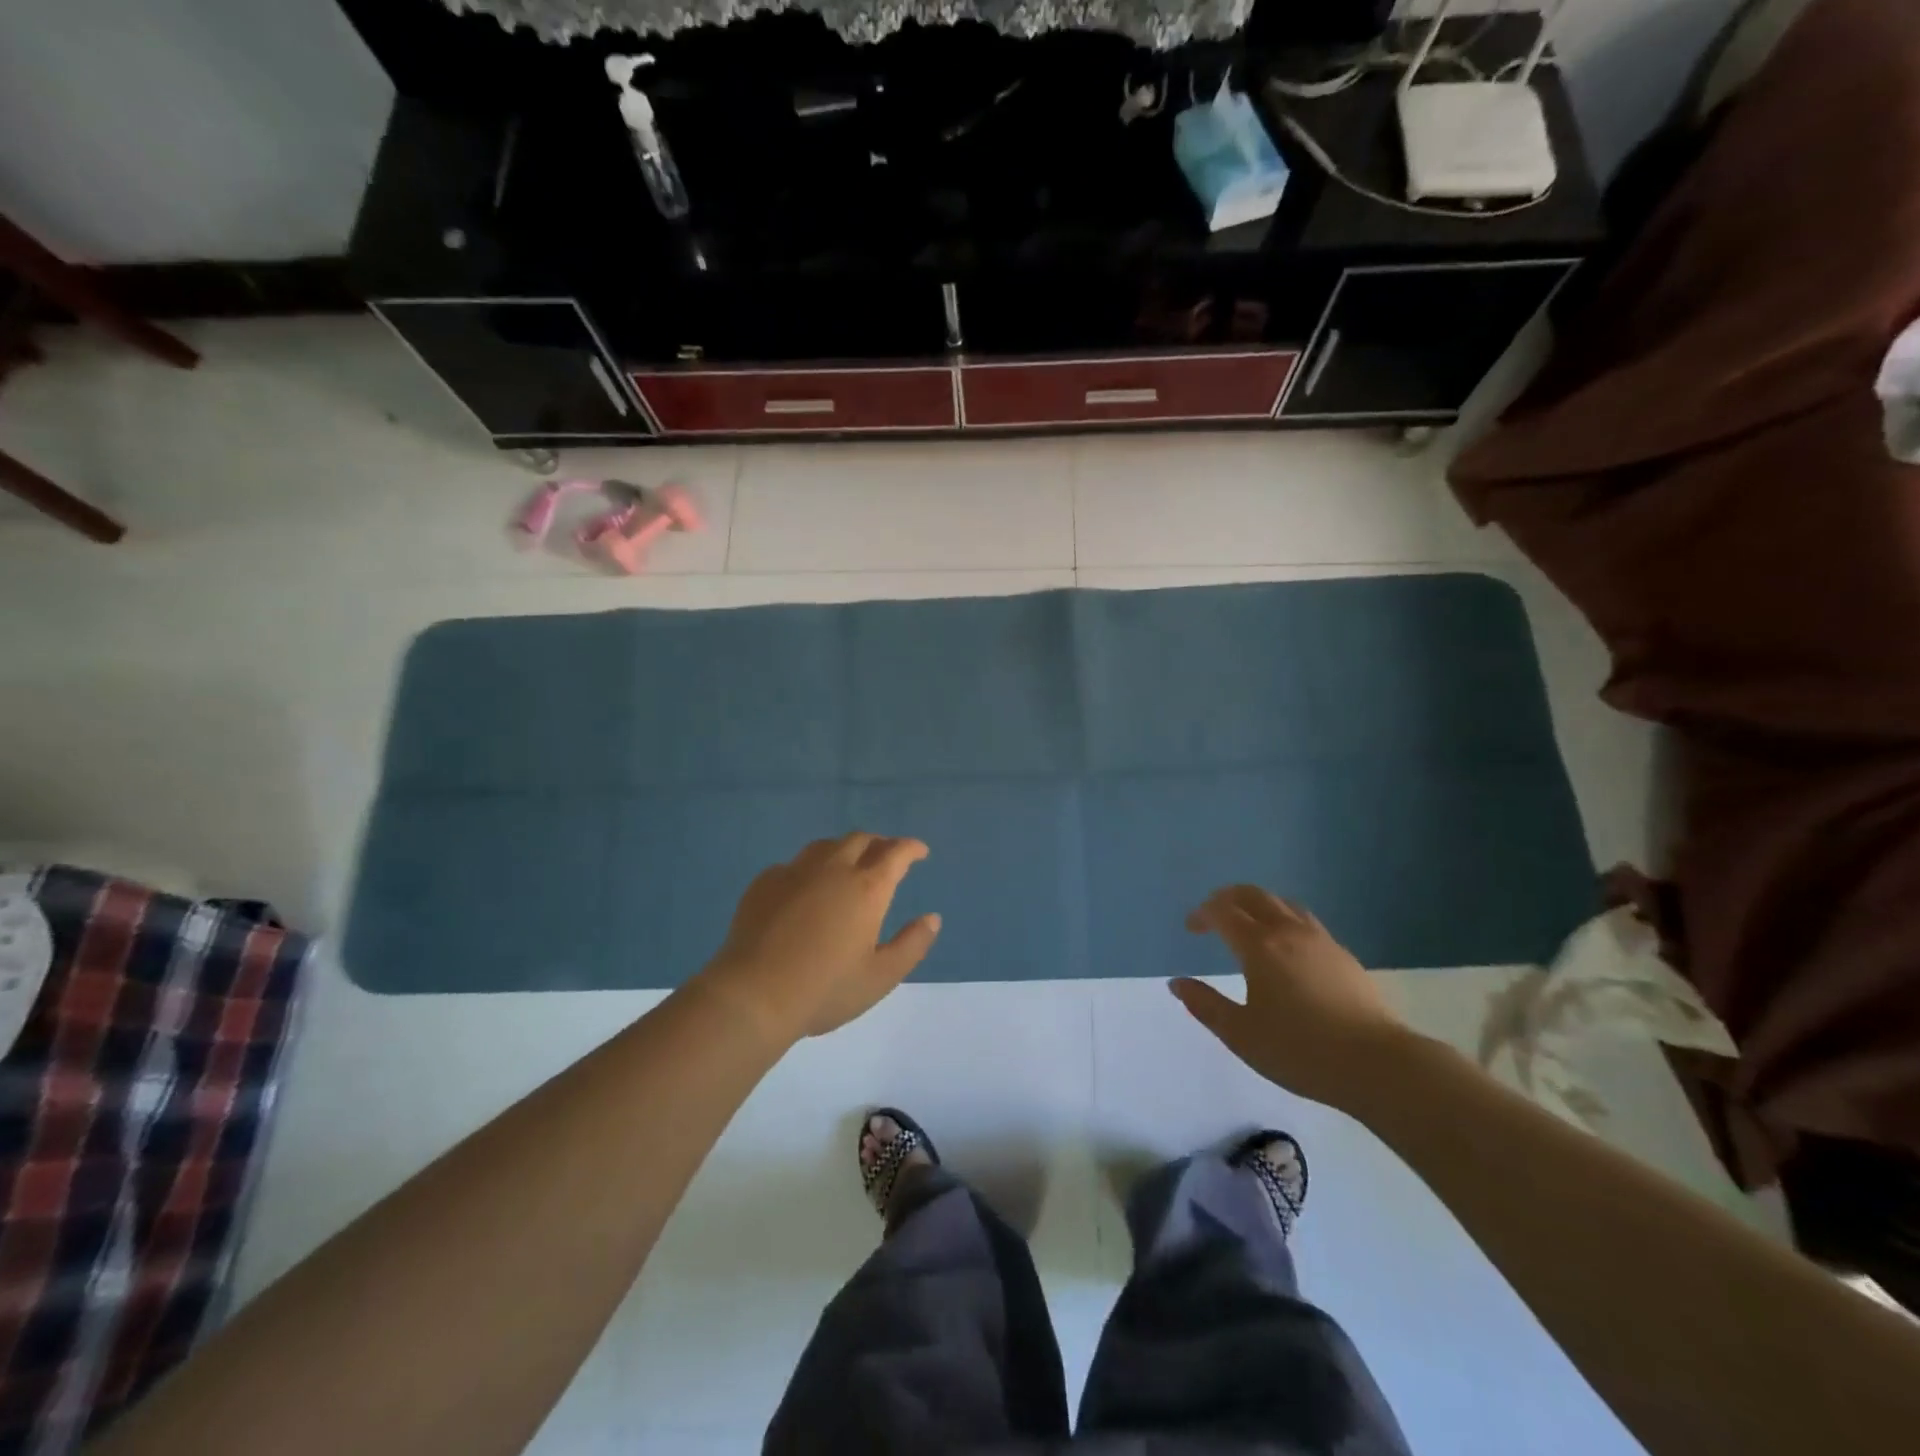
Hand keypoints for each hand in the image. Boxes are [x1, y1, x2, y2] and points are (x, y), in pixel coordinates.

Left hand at [698, 833, 940, 1041]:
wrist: (752, 995)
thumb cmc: (825, 990)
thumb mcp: (880, 977)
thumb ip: (912, 945)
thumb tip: (932, 918)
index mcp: (867, 888)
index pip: (896, 852)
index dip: (911, 847)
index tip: (920, 852)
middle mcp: (833, 869)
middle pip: (860, 840)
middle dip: (879, 844)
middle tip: (886, 857)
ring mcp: (795, 872)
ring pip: (825, 845)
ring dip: (844, 849)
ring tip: (847, 865)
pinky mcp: (764, 882)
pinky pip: (794, 864)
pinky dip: (809, 868)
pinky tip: (805, 888)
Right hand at [1171, 885, 1409, 1108]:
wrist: (1378, 1064)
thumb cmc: (1300, 1050)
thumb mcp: (1241, 1035)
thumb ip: (1205, 1005)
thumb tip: (1177, 983)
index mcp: (1259, 946)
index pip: (1222, 912)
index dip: (1202, 914)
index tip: (1191, 928)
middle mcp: (1288, 932)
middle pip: (1253, 895)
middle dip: (1227, 899)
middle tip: (1213, 915)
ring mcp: (1320, 941)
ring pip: (1283, 904)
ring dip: (1258, 905)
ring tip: (1248, 925)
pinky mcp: (1343, 955)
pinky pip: (1305, 921)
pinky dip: (1283, 920)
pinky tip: (1286, 948)